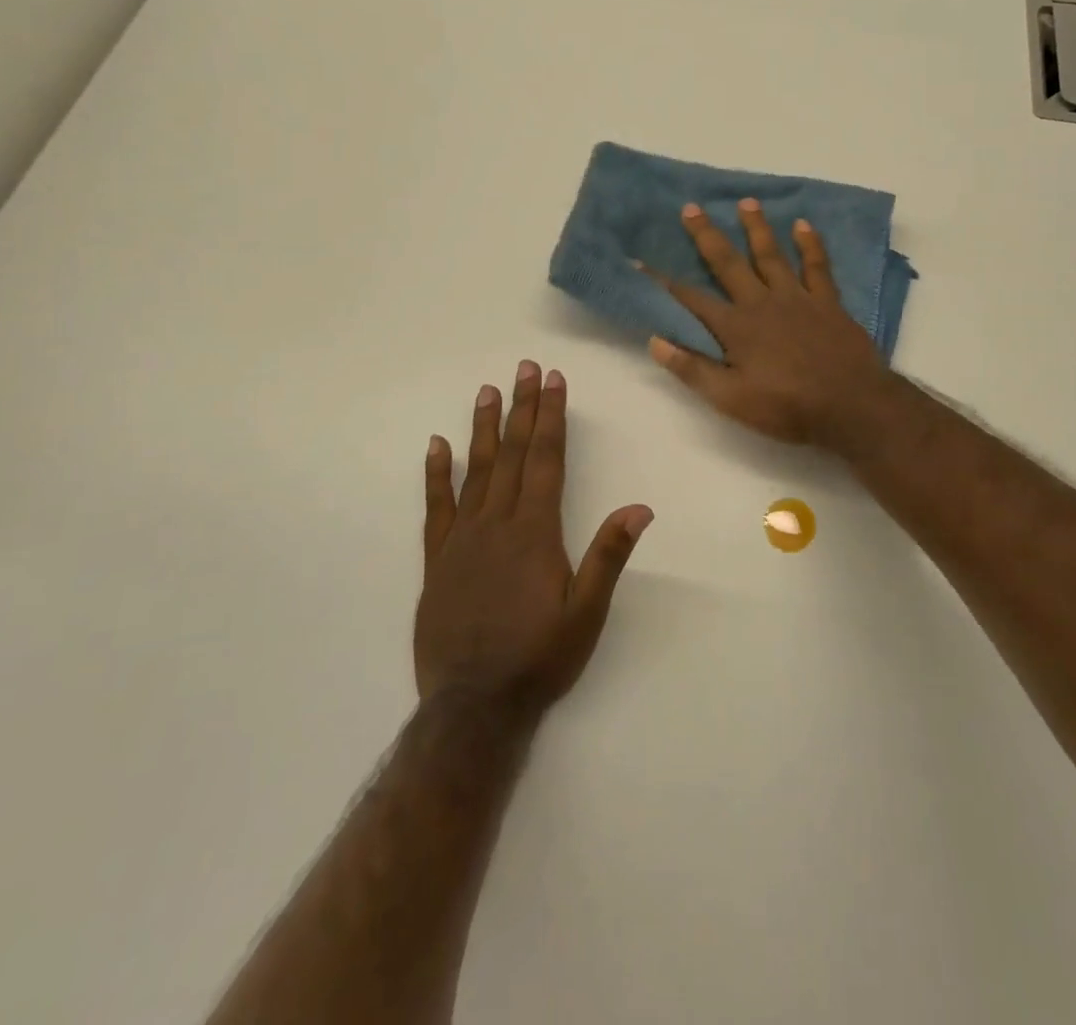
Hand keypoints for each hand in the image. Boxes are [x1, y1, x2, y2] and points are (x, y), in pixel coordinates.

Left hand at [415, 362, 653, 713]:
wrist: (473, 707)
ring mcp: (462, 539)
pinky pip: (436, 507)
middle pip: (513, 454)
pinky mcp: (437, 559)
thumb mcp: (586, 614)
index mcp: (535, 532)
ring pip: (476, 470)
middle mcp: (497, 524)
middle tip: (525, 368)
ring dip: (484, 428)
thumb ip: (608, 556)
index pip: (546, 460)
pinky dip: (436, 474)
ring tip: (488, 391)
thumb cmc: (538, 658)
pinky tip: (437, 446)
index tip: (554, 381)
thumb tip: (639, 507)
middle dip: (523, 408)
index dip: (551, 417)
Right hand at [643, 200, 891, 446]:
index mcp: (735, 327)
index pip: (691, 300)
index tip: (642, 260)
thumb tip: (655, 341)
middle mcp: (762, 303)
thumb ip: (693, 370)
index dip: (664, 282)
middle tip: (691, 207)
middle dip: (707, 235)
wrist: (852, 405)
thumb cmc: (787, 407)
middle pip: (728, 263)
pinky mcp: (828, 302)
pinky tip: (803, 224)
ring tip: (746, 202)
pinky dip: (810, 244)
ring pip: (771, 255)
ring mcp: (797, 298)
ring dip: (757, 227)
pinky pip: (817, 266)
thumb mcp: (731, 400)